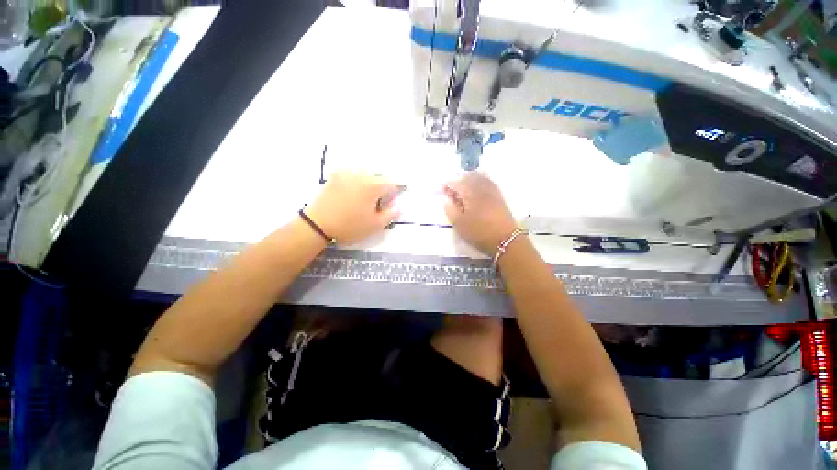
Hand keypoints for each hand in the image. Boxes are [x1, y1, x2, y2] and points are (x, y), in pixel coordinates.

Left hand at [305, 171, 400, 244]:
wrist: (317, 224)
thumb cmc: (349, 226)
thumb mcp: (374, 225)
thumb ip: (391, 214)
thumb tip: (400, 206)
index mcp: (373, 186)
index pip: (393, 183)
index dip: (399, 188)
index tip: (399, 194)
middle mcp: (362, 175)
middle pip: (380, 175)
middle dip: (385, 184)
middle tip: (384, 196)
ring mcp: (347, 173)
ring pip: (366, 172)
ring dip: (372, 179)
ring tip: (370, 192)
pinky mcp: (335, 175)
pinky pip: (352, 172)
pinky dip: (358, 177)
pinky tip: (354, 189)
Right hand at [443, 172, 517, 254]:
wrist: (505, 239)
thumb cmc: (479, 233)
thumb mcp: (460, 224)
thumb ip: (450, 209)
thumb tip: (445, 198)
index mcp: (470, 194)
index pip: (456, 183)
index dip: (446, 184)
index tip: (439, 188)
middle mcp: (481, 188)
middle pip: (468, 177)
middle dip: (457, 179)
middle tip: (449, 186)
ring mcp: (492, 191)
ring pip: (479, 177)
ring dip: (468, 177)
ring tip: (461, 182)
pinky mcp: (499, 195)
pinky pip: (488, 180)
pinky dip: (480, 178)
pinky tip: (478, 182)